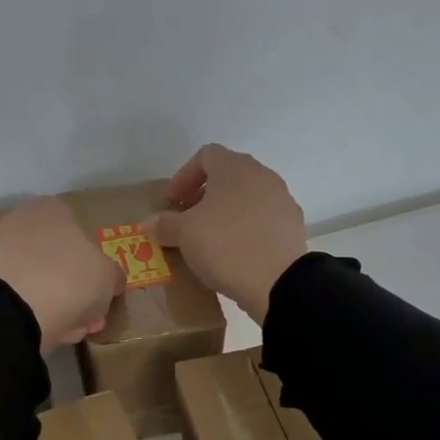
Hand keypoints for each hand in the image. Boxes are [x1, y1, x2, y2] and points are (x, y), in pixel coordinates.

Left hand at [0, 197, 125, 350]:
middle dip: (78, 289)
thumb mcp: (109, 276)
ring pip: (41, 279)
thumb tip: (110, 282)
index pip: (82, 233)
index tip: (103, 292)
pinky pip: (22, 295)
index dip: (96, 267)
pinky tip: (50, 331)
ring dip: (60, 303)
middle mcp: (23, 221)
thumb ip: (113, 276)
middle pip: (61, 259)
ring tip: (73, 329)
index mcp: (53, 209)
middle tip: (90, 316)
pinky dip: (37, 311)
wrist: (14, 308)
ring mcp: (0, 250)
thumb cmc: (70, 278)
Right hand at [143, 145, 306, 323]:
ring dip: (226, 211)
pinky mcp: (292, 226)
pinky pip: (262, 218)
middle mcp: (262, 176)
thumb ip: (164, 224)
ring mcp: (282, 200)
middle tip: (188, 218)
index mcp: (235, 168)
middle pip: (228, 175)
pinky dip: (245, 227)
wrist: (277, 283)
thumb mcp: (185, 235)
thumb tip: (147, 223)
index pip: (206, 155)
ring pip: (247, 197)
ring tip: (210, 237)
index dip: (184, 176)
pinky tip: (234, 251)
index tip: (172, 202)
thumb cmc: (225, 246)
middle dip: (204, 194)